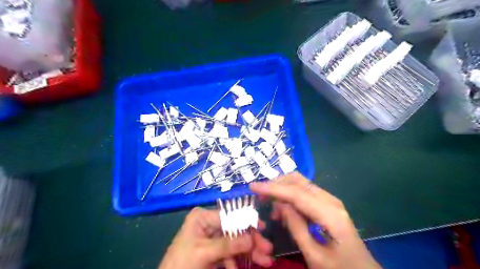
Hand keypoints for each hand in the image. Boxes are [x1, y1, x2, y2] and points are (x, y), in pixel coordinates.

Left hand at [159, 207, 273, 267]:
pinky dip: (237, 262)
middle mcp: (208, 224)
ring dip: (249, 253)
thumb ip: (228, 245)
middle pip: (235, 230)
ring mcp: (211, 237)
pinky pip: (230, 254)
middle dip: (251, 241)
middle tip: (267, 250)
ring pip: (235, 242)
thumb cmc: (181, 264)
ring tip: (265, 261)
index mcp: (203, 217)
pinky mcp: (213, 251)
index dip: (247, 222)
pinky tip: (243, 267)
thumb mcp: (204, 252)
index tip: (263, 229)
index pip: (230, 215)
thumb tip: (251, 239)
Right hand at [249, 173, 380, 268]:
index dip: (273, 188)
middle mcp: (330, 200)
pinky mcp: (327, 204)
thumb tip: (280, 205)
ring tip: (269, 205)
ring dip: (282, 188)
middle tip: (260, 196)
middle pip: (298, 181)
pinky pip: (304, 192)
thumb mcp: (315, 256)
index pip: (296, 193)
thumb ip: (297, 228)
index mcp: (329, 214)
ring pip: (300, 183)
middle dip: (276, 184)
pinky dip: (289, 195)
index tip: (253, 186)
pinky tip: (282, 207)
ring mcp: (329, 200)